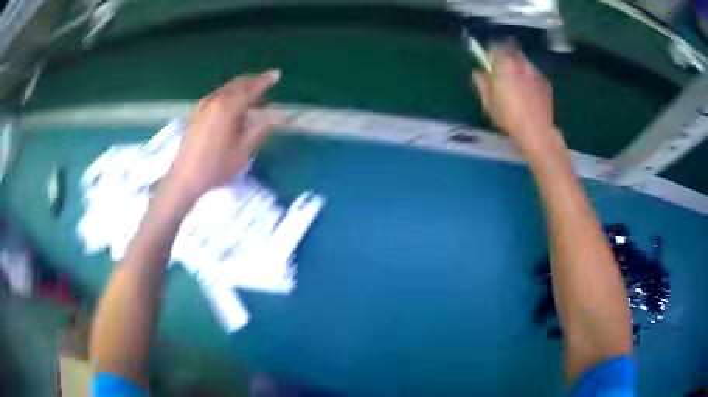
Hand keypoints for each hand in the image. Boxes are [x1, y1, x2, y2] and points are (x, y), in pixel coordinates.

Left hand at [165, 70, 281, 202]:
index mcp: (227, 107)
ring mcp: (203, 106)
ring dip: (241, 88)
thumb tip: (278, 115)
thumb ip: (260, 129)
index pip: (250, 88)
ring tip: (254, 96)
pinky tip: (234, 106)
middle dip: (253, 81)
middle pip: (237, 84)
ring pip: (226, 89)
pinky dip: (230, 95)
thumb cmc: (215, 166)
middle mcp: (214, 101)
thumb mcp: (242, 151)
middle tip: (267, 82)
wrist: (184, 178)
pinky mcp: (197, 113)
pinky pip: (218, 96)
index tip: (276, 74)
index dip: (265, 81)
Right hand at [472, 42, 564, 159]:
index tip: (488, 63)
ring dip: (519, 67)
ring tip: (518, 83)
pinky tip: (529, 92)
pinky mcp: (546, 82)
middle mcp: (520, 64)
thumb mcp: (489, 103)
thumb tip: (478, 73)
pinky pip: (534, 74)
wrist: (537, 132)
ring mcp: (535, 72)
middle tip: (503, 71)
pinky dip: (530, 78)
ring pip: (524, 62)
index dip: (490, 54)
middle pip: (511, 50)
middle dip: (506, 57)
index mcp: (504, 66)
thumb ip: (482, 83)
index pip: (495, 48)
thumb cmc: (509, 118)